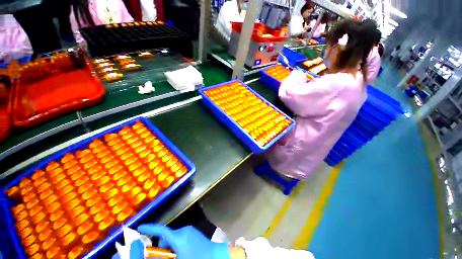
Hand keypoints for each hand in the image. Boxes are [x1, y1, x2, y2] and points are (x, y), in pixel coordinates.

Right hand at [136, 225, 230, 258]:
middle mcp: (184, 230)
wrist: (216, 256)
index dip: (149, 228)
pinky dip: (177, 246)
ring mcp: (190, 231)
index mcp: (179, 236)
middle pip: (166, 237)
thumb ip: (163, 257)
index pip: (161, 230)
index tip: (139, 228)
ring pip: (173, 238)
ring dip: (169, 248)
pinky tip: (182, 255)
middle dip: (161, 248)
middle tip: (163, 258)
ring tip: (175, 257)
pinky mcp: (194, 233)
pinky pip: (181, 238)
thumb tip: (153, 255)